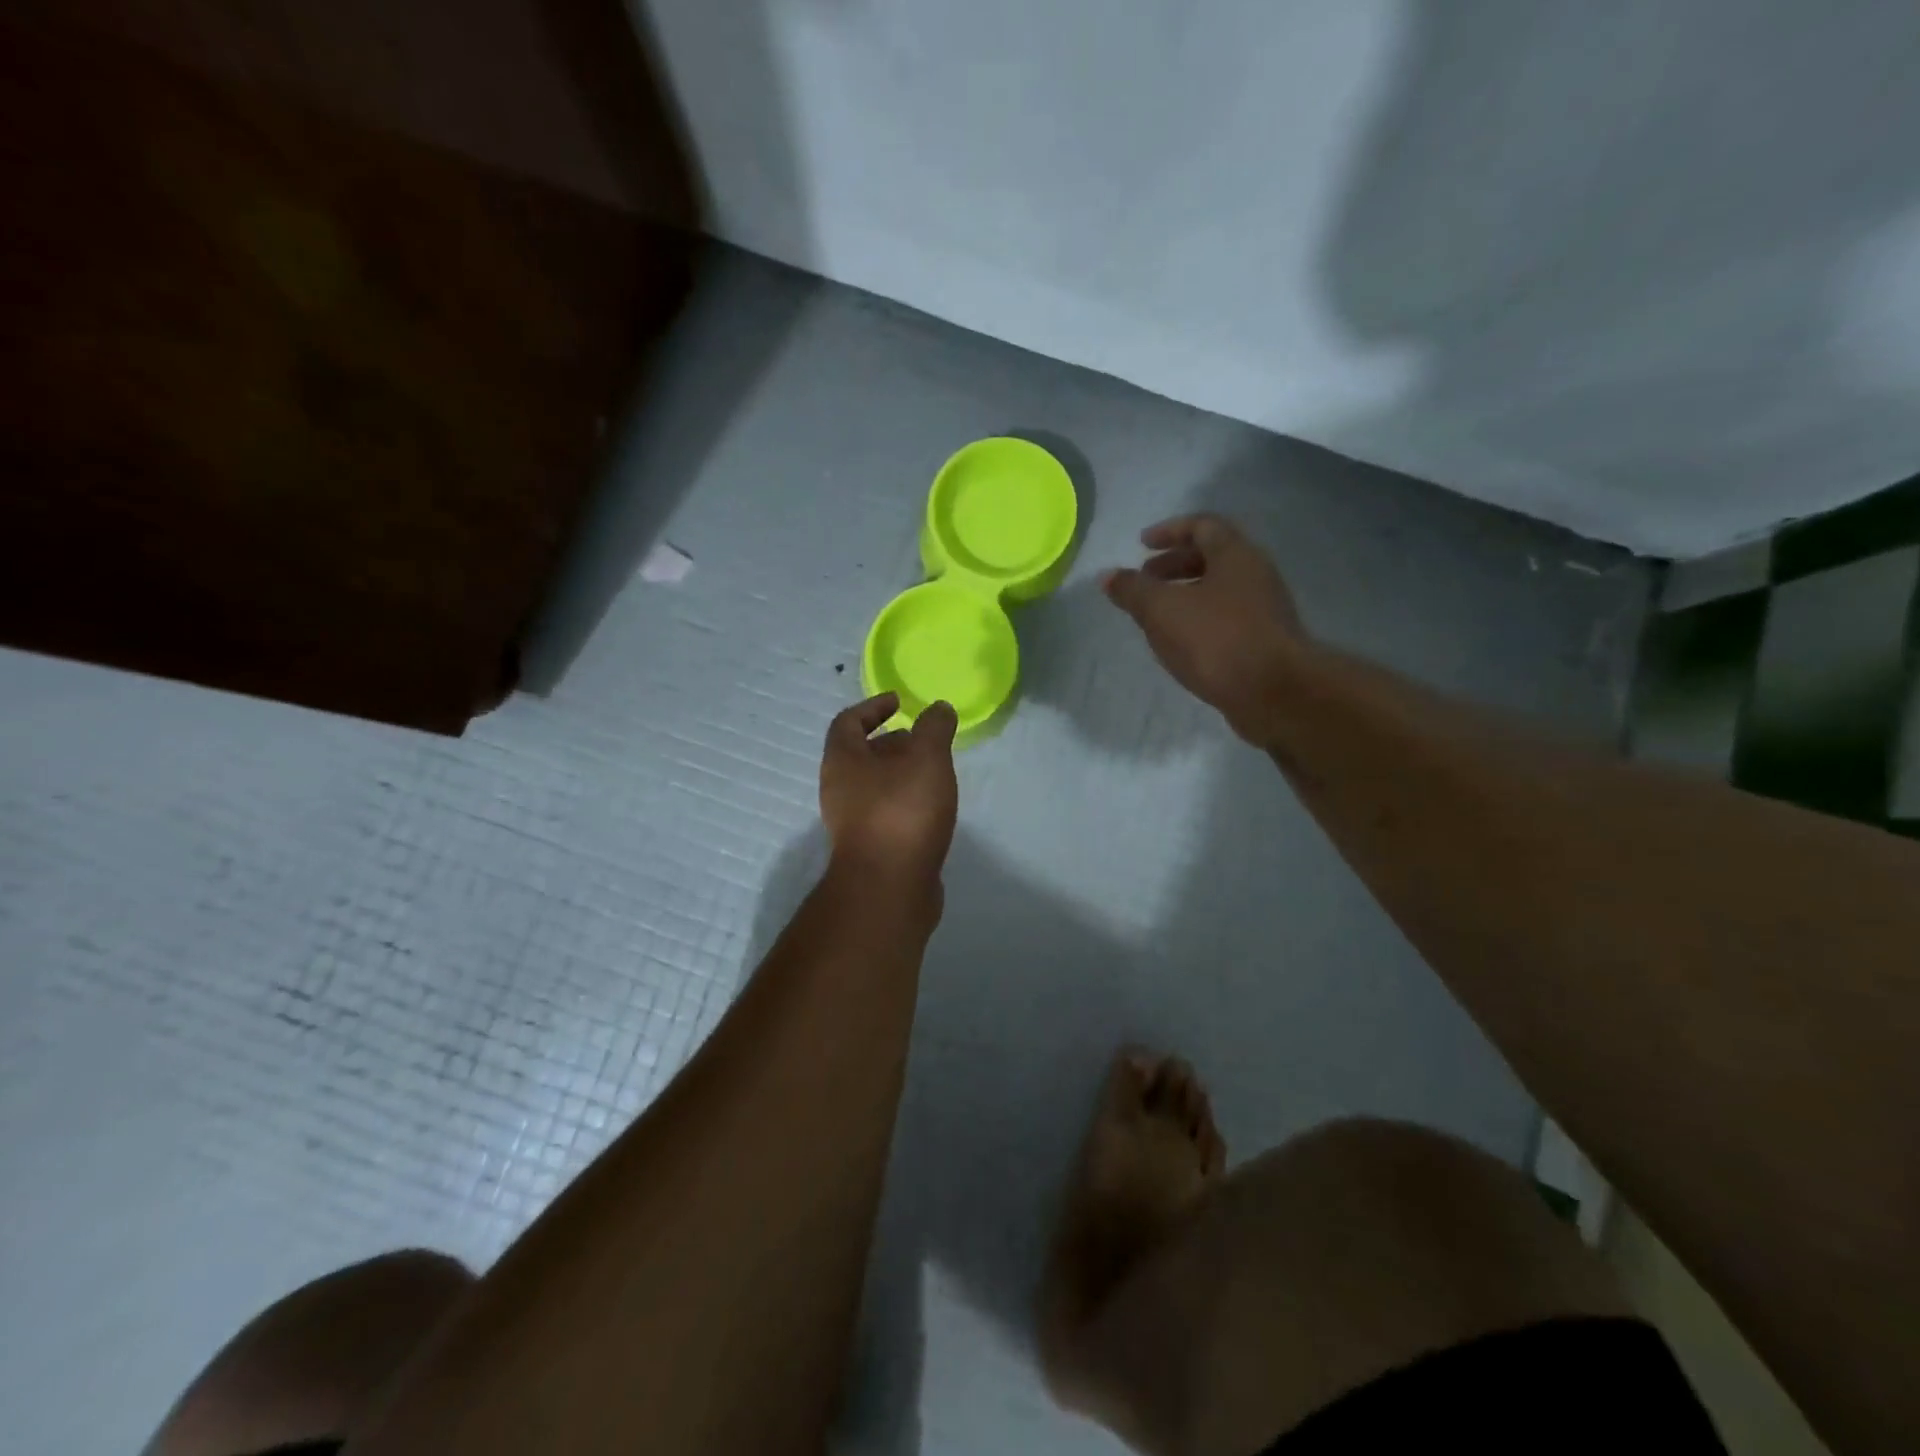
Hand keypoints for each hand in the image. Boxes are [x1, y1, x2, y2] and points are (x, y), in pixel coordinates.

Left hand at [819, 694, 959, 887]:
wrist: (890, 886)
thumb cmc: (902, 811)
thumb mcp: (926, 758)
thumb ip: (934, 728)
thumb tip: (938, 708)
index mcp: (842, 760)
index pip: (848, 721)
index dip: (873, 707)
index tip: (899, 702)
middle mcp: (839, 788)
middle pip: (861, 755)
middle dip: (892, 743)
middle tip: (924, 739)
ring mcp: (852, 822)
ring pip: (875, 786)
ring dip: (901, 774)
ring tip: (935, 771)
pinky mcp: (870, 848)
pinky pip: (886, 812)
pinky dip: (906, 801)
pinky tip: (933, 807)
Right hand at [1103, 514, 1309, 743]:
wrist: (1274, 693)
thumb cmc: (1216, 639)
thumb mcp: (1161, 610)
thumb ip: (1132, 590)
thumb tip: (1108, 576)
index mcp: (1235, 555)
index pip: (1202, 526)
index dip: (1169, 531)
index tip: (1142, 544)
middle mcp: (1255, 574)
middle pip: (1213, 557)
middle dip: (1174, 565)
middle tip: (1145, 580)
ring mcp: (1264, 610)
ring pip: (1220, 590)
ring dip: (1186, 595)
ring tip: (1156, 616)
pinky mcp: (1265, 642)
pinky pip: (1227, 619)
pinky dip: (1200, 621)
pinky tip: (1181, 644)